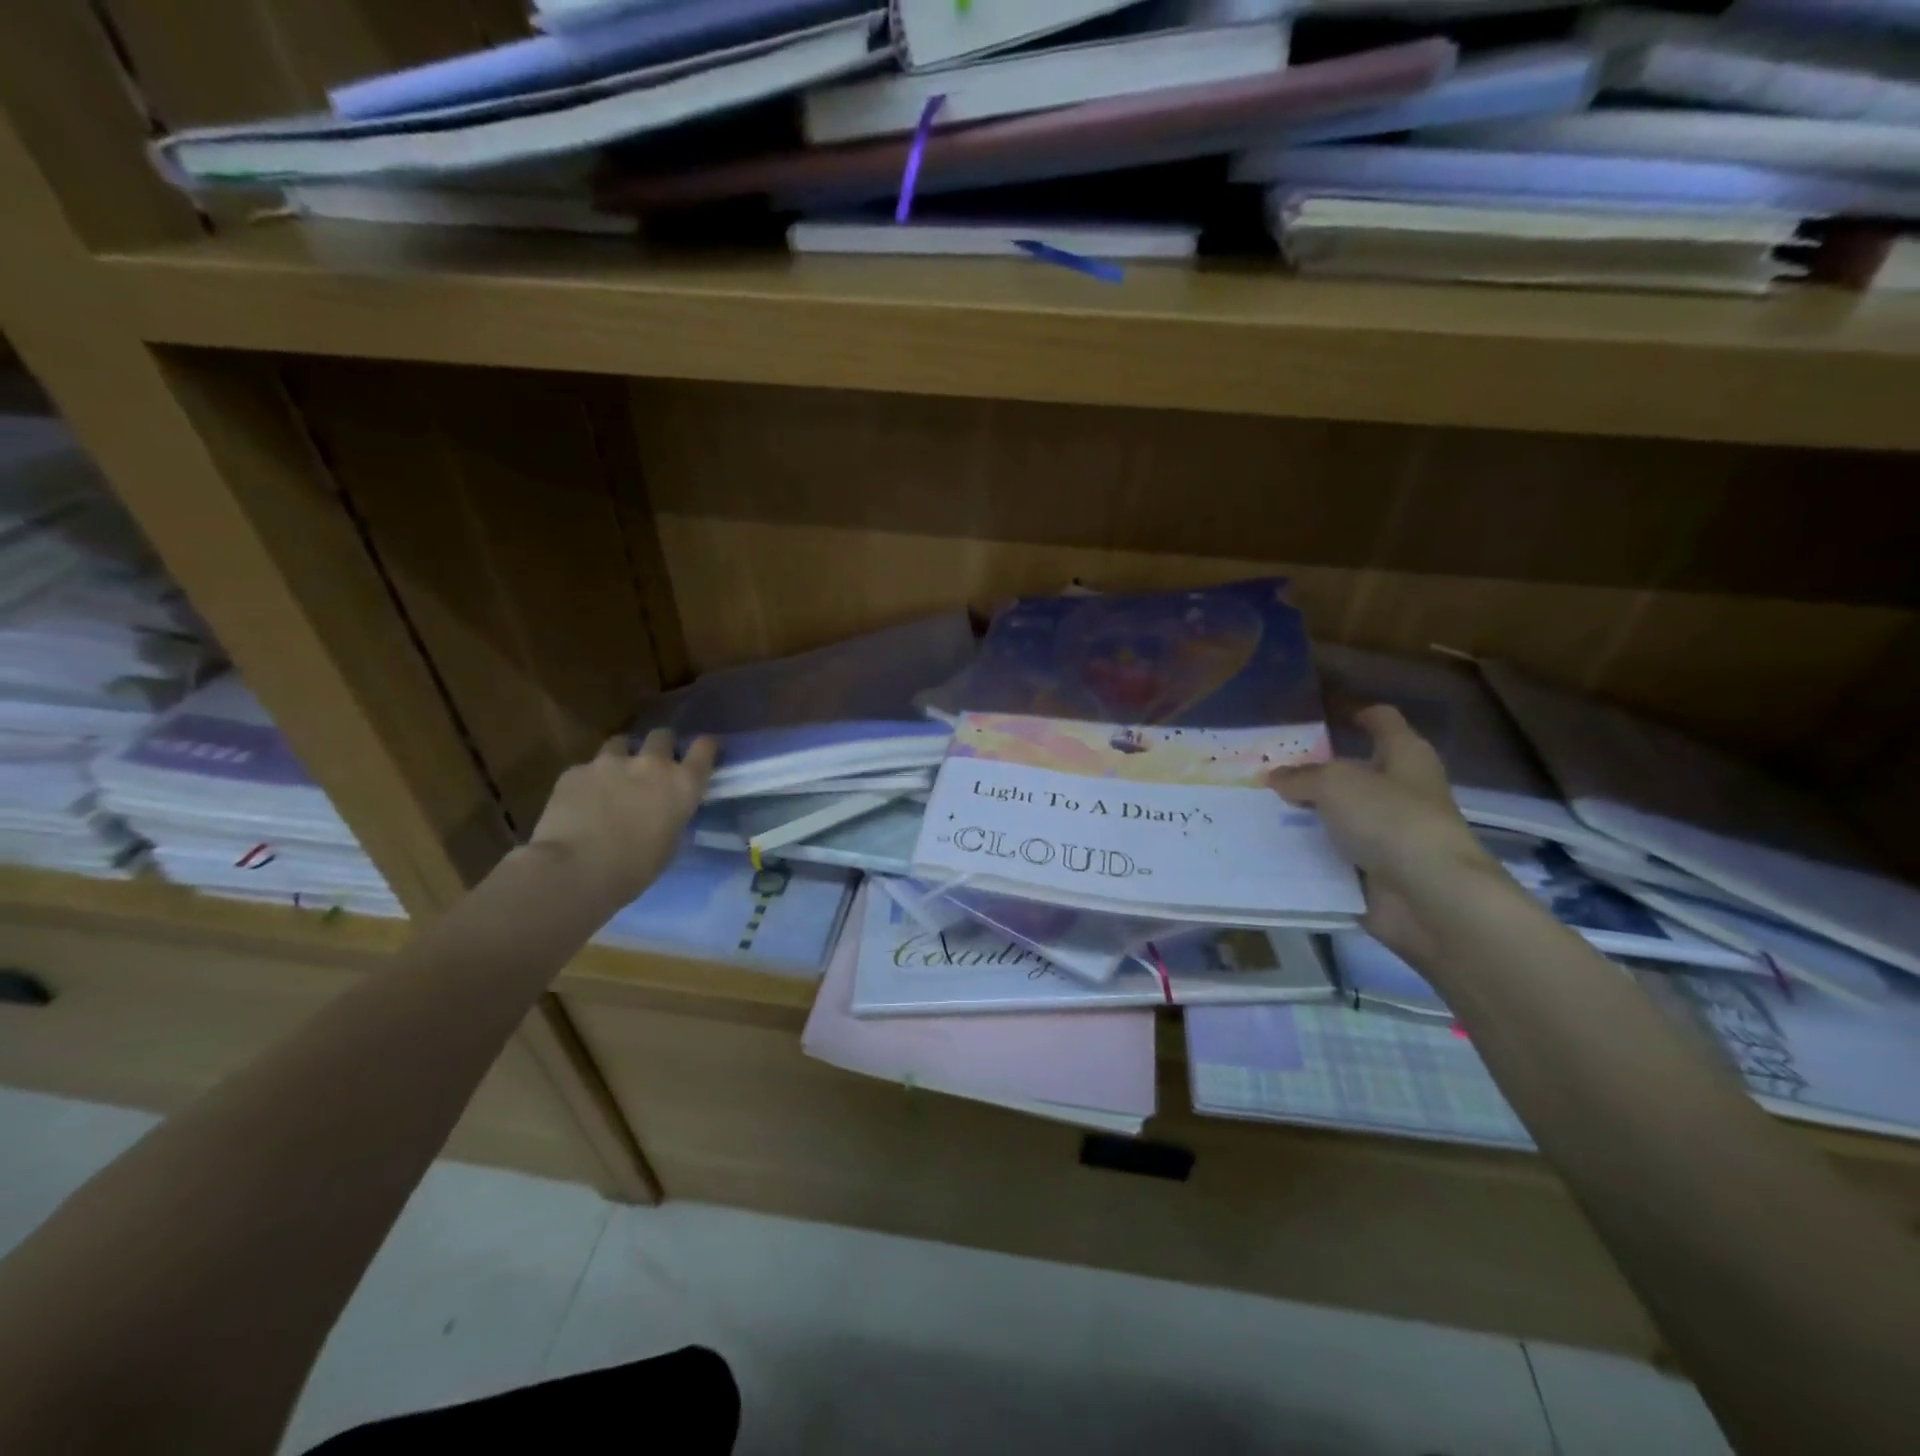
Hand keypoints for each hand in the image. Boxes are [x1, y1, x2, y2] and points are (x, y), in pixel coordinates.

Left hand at [525, 729, 716, 910]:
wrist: (575, 870)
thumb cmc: (634, 868)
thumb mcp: (671, 843)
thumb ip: (673, 815)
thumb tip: (665, 811)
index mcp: (682, 784)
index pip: (705, 748)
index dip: (704, 749)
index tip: (700, 754)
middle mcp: (651, 764)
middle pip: (662, 735)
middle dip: (660, 746)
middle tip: (653, 766)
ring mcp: (610, 762)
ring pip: (621, 743)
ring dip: (622, 756)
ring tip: (614, 778)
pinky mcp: (575, 771)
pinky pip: (587, 768)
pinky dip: (589, 780)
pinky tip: (581, 801)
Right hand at [1270, 705, 1497, 965]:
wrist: (1429, 897)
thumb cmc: (1390, 820)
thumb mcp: (1334, 784)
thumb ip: (1301, 777)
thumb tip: (1275, 777)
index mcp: (1405, 756)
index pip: (1382, 721)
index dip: (1357, 714)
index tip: (1323, 715)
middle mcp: (1401, 791)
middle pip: (1355, 772)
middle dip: (1316, 771)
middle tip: (1269, 769)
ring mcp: (1390, 834)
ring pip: (1340, 816)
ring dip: (1308, 815)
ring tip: (1259, 808)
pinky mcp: (1376, 872)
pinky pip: (1333, 856)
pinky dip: (1309, 854)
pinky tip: (1271, 849)